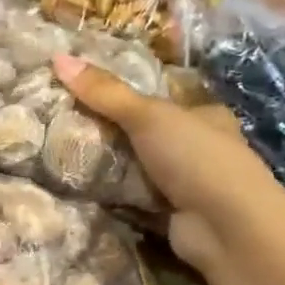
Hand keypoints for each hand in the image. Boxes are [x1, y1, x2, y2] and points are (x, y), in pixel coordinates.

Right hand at [53, 53, 279, 273]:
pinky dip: (117, 198)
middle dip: (114, 134)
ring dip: (113, 168)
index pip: (162, 100)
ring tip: (66, 156)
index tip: (87, 95)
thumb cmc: (196, 158)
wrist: (226, 227)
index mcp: (205, 115)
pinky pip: (137, 201)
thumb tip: (59, 58)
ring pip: (141, 169)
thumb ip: (106, 93)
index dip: (127, 97)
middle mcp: (200, 148)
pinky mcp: (174, 216)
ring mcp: (188, 185)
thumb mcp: (148, 116)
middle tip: (68, 127)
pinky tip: (85, 192)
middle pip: (148, 136)